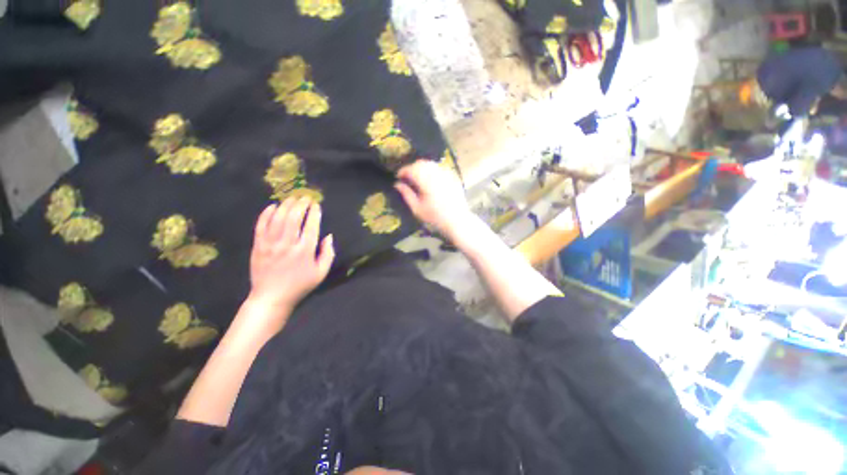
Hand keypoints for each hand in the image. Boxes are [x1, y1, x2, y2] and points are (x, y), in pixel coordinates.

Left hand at [248, 198, 334, 315]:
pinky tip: (272, 206)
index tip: (316, 205)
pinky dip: (266, 213)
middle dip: (301, 204)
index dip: (314, 212)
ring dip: (286, 205)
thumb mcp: (321, 273)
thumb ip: (328, 254)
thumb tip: (329, 236)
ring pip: (277, 218)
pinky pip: (261, 225)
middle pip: (294, 217)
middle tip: (305, 197)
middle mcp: (288, 244)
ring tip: (292, 198)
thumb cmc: (300, 285)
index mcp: (305, 251)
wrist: (271, 298)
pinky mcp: (258, 246)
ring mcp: (271, 244)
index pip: (311, 225)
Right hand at [394, 159, 472, 240]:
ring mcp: (446, 174)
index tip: (398, 177)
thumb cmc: (435, 217)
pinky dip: (432, 170)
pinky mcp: (453, 176)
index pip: (411, 169)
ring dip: (421, 168)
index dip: (403, 171)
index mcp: (427, 181)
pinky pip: (439, 168)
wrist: (457, 220)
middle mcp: (437, 174)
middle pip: (421, 163)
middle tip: (407, 178)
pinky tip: (430, 180)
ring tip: (417, 178)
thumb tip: (397, 184)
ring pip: (431, 164)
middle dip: (412, 168)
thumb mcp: (417, 209)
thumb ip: (406, 194)